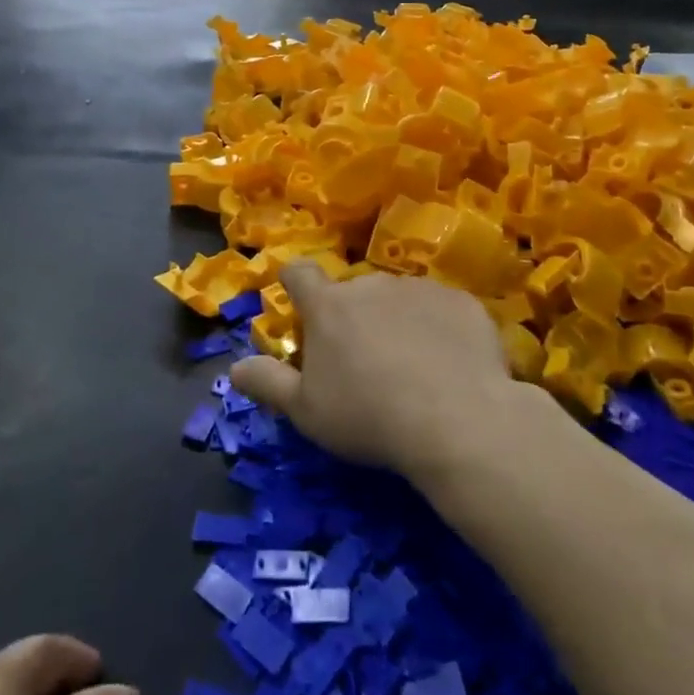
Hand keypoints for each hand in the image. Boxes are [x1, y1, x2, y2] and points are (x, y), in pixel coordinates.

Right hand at [229, 261, 520, 481]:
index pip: (299, 273)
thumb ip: (267, 383)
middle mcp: (370, 285)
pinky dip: (439, 329)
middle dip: (353, 317)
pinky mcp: (461, 301)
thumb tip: (233, 368)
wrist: (457, 421)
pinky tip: (450, 366)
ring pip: (398, 299)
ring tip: (413, 368)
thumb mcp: (306, 412)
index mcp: (328, 306)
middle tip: (364, 362)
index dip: (296, 285)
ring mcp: (419, 288)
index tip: (302, 307)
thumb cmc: (369, 416)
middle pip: (352, 291)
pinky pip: (441, 309)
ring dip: (396, 321)